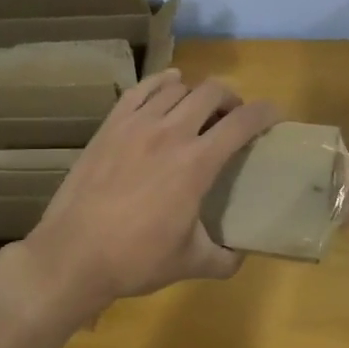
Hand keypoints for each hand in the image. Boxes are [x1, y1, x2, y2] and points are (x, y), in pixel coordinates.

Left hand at [17, 71, 276, 317]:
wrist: (73, 255)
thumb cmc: (136, 260)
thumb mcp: (191, 263)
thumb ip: (225, 259)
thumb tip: (241, 256)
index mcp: (197, 163)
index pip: (243, 122)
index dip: (266, 113)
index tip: (275, 116)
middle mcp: (170, 133)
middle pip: (212, 92)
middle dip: (232, 99)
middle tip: (233, 119)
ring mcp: (136, 125)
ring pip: (177, 87)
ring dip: (196, 94)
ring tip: (198, 111)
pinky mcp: (109, 126)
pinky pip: (141, 89)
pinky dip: (161, 83)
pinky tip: (167, 89)